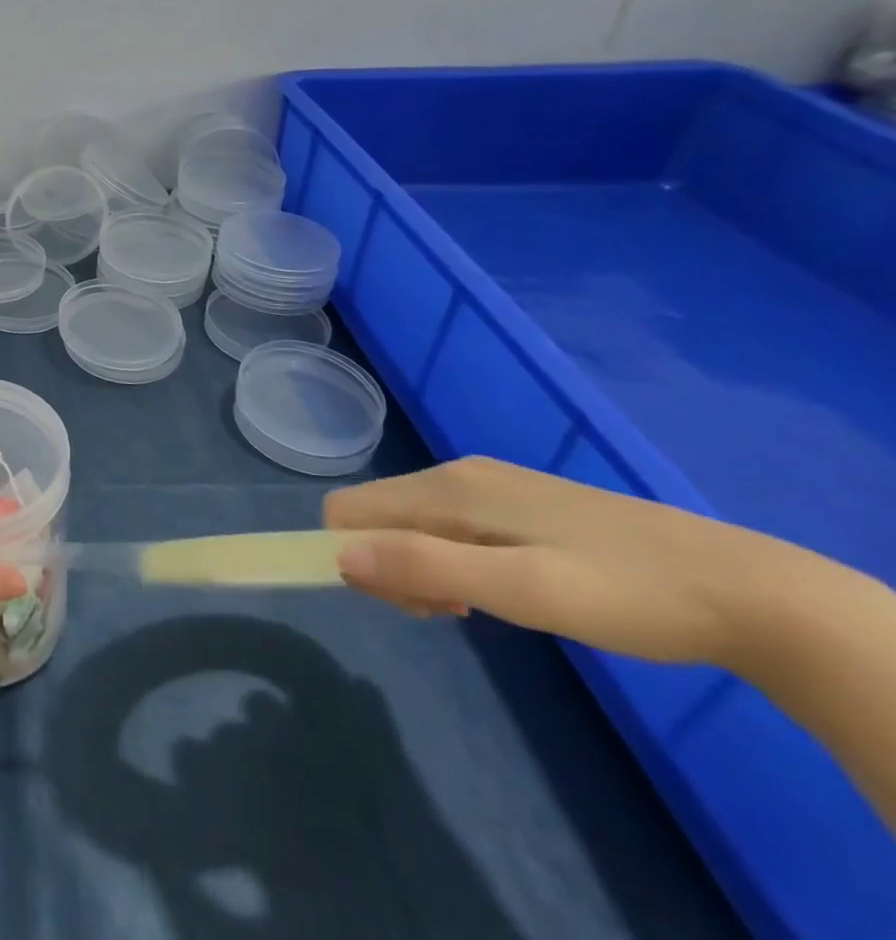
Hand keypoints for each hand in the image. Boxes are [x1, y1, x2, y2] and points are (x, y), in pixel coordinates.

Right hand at [324, 456, 768, 666]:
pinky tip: (506, 589)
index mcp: (447, 489)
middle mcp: (456, 474)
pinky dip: (454, 559)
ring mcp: (490, 484)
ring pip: (413, 522)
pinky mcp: (519, 500)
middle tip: (455, 613)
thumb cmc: (626, 593)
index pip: (350, 511)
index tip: (412, 605)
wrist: (748, 590)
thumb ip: (425, 566)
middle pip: (378, 516)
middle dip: (392, 567)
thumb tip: (339, 557)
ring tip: (483, 608)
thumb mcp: (522, 590)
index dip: (356, 559)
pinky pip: (449, 524)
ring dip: (423, 567)